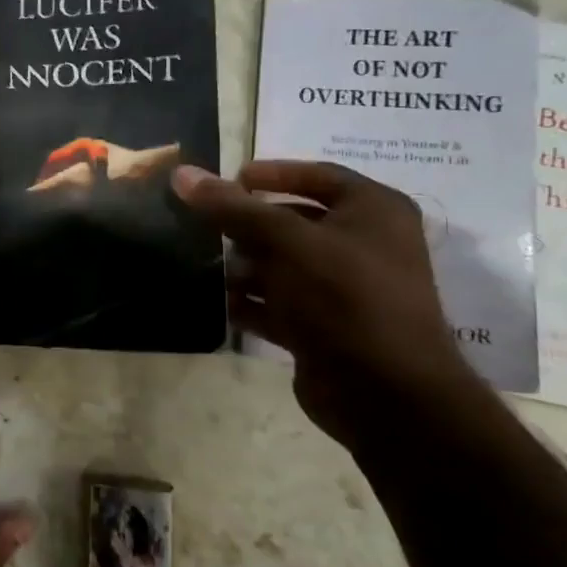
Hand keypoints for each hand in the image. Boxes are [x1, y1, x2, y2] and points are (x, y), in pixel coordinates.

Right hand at [172, 160, 482, 449]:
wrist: (384, 393)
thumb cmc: (343, 297)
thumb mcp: (284, 241)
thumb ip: (232, 208)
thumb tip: (182, 174)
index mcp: (374, 212)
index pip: (318, 176)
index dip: (272, 174)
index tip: (228, 180)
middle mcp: (364, 245)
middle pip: (294, 221)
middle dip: (249, 227)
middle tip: (207, 227)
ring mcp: (345, 290)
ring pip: (283, 265)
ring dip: (246, 268)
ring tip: (212, 270)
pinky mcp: (325, 328)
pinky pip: (280, 304)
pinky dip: (252, 304)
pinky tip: (223, 305)